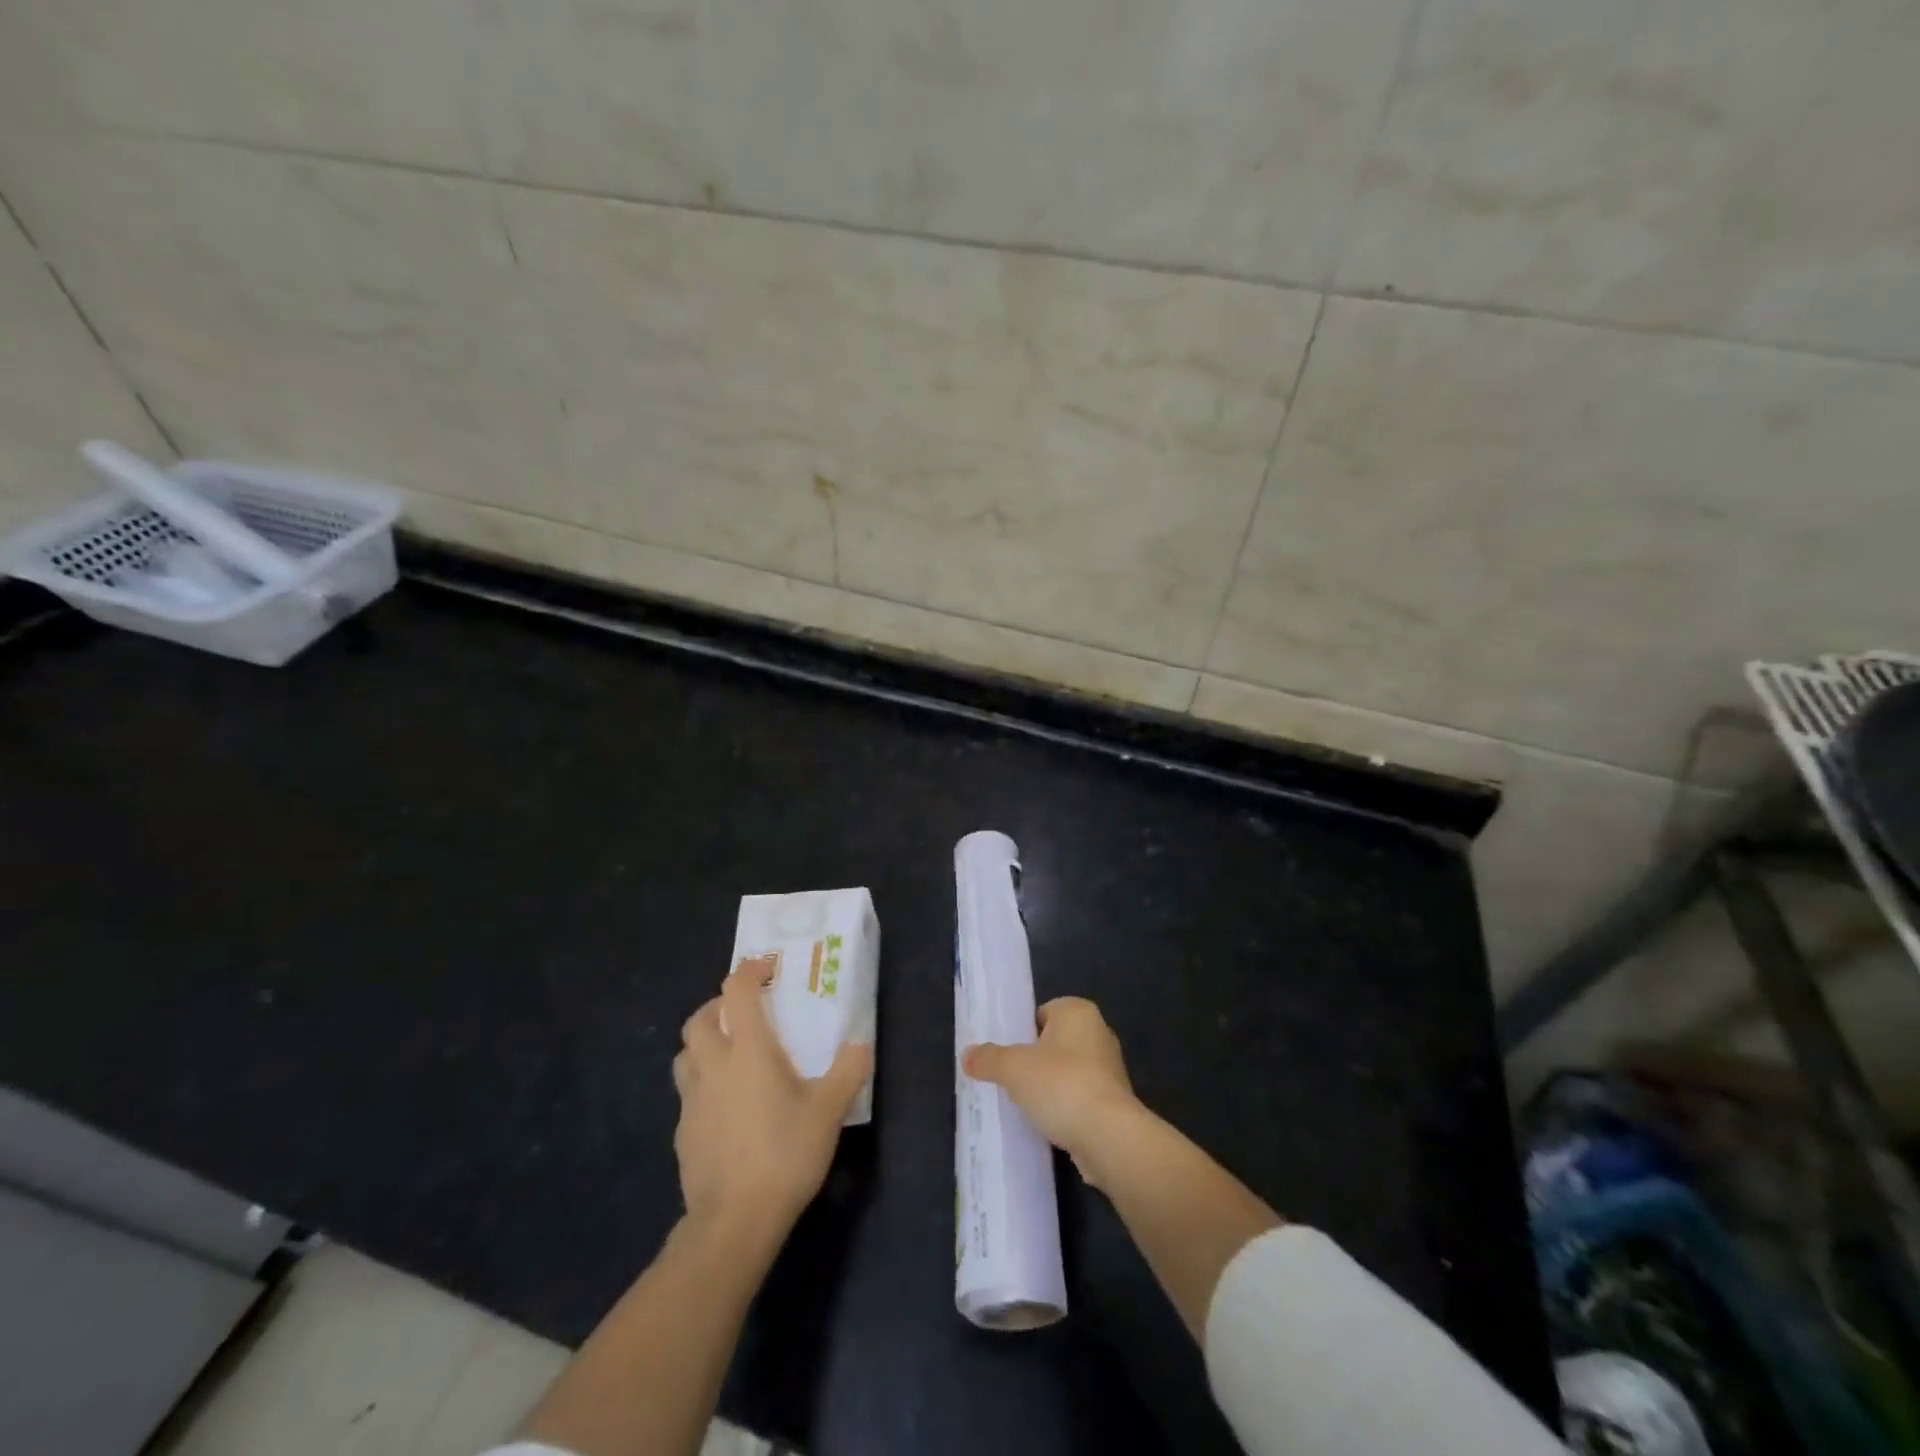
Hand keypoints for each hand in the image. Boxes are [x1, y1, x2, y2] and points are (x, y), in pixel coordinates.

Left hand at [672, 969, 871, 1246]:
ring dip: (703, 1043)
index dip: (749, 972)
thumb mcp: (829, 1111)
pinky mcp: (682, 1133)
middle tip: (744, 1012)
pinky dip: (703, 1084)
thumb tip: (860, 1045)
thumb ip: (848, 1071)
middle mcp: (713, 1066)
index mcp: (748, 1050)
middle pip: (698, 1019)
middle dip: (718, 1005)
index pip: (737, 992)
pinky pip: (687, 1093)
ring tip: (729, 1054)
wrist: (733, 1222)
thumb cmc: (784, 1154)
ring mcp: (691, 1101)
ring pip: (685, 1055)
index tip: (767, 969)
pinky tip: (725, 1107)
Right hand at [963, 997, 1142, 1187]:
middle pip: (1053, 1043)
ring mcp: (1109, 1069)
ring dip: (1049, 1087)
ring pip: (1067, 1072)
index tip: (1006, 1055)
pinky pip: (1079, 1098)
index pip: (1042, 1013)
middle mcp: (1099, 1033)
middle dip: (1033, 1061)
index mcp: (1078, 1012)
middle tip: (1010, 1080)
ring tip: (1025, 1105)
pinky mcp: (1114, 1102)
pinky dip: (1064, 1108)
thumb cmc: (1061, 1085)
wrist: (1108, 1136)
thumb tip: (967, 1055)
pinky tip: (1048, 1124)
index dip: (1021, 1032)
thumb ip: (988, 1058)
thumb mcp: (1013, 1068)